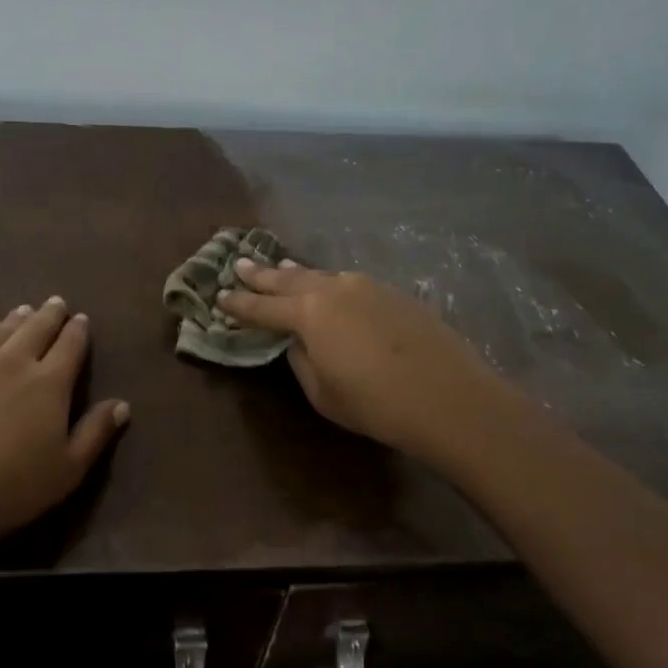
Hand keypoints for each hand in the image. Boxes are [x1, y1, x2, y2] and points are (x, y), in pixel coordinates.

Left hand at [0, 297, 129, 555]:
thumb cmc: (9, 487)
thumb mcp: (67, 470)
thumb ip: (96, 433)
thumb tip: (122, 404)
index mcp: (49, 382)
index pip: (70, 345)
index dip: (78, 331)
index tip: (82, 319)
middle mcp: (12, 362)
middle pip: (36, 328)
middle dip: (50, 314)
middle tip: (56, 303)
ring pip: (0, 331)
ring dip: (16, 319)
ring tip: (23, 311)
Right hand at [218, 260, 514, 467]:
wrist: (449, 397)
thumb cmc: (376, 404)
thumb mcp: (323, 392)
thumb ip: (302, 360)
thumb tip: (298, 341)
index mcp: (309, 313)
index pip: (262, 307)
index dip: (238, 304)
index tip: (218, 296)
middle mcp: (335, 289)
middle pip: (289, 279)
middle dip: (262, 274)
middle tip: (239, 264)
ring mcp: (368, 287)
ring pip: (322, 276)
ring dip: (297, 274)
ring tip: (280, 269)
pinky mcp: (395, 294)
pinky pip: (349, 284)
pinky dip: (330, 284)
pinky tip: (330, 289)